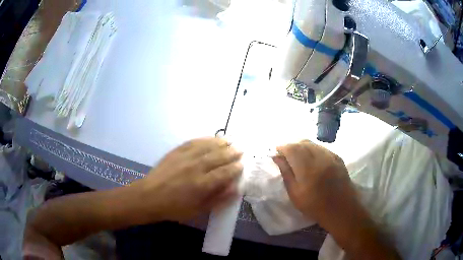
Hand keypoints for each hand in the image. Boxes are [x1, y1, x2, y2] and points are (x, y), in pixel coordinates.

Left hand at [132, 137, 242, 221]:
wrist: (149, 197)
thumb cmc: (174, 208)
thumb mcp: (198, 210)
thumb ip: (217, 199)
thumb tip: (235, 188)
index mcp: (202, 184)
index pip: (224, 173)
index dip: (235, 168)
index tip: (242, 165)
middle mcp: (196, 167)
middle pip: (219, 157)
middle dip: (231, 153)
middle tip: (240, 150)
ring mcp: (185, 157)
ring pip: (207, 146)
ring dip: (221, 143)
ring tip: (230, 141)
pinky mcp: (176, 151)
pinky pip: (193, 142)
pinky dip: (204, 139)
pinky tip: (211, 138)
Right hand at [272, 140, 355, 221]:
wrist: (341, 208)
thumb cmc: (315, 206)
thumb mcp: (295, 194)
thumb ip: (286, 173)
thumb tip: (277, 158)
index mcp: (307, 168)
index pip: (292, 148)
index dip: (282, 148)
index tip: (277, 153)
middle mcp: (320, 157)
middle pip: (302, 143)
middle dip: (292, 146)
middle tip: (286, 155)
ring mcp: (330, 156)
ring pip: (313, 144)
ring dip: (303, 147)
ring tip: (298, 157)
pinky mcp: (338, 157)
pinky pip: (322, 148)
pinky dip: (313, 149)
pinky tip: (312, 159)